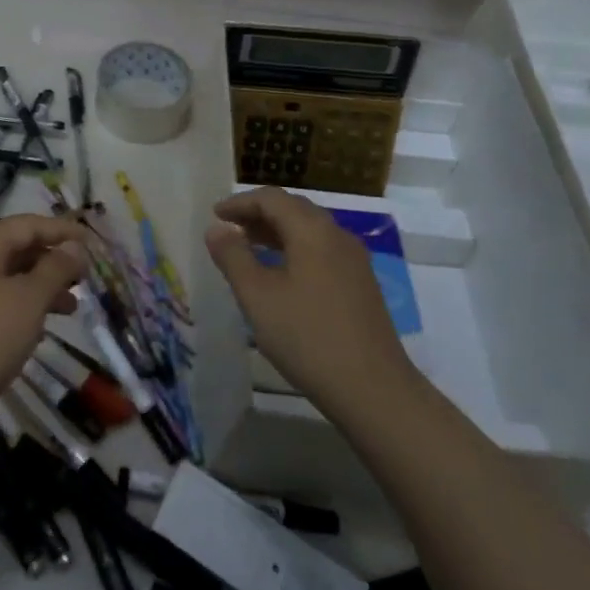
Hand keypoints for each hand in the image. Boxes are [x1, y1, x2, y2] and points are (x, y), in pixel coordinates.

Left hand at [0, 215, 88, 413]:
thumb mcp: (29, 299)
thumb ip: (55, 269)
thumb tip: (75, 246)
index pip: (28, 225)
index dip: (61, 230)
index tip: (92, 241)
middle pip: (19, 248)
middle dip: (53, 260)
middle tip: (85, 276)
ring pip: (11, 277)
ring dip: (43, 286)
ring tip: (73, 307)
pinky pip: (1, 300)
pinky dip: (25, 306)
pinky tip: (44, 327)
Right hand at [204, 187, 416, 411]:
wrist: (374, 390)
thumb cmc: (307, 337)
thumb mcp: (257, 296)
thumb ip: (233, 257)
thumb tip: (216, 229)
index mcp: (312, 230)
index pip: (272, 198)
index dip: (240, 202)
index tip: (215, 215)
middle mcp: (337, 235)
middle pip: (293, 209)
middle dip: (259, 214)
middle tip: (229, 228)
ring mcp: (354, 261)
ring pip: (309, 231)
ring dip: (276, 232)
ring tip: (248, 248)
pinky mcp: (361, 284)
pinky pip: (321, 250)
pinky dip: (295, 249)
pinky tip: (281, 275)